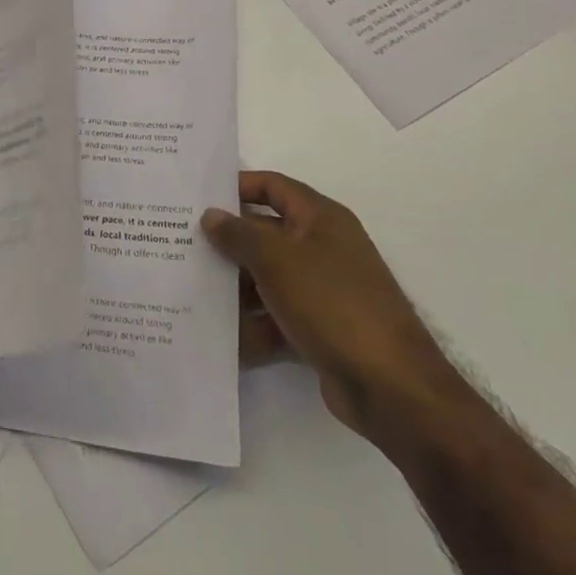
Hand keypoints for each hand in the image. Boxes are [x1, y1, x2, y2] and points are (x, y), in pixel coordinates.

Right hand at [204, 171, 468, 446]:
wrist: (391, 388)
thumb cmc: (332, 303)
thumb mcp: (276, 259)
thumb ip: (238, 234)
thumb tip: (211, 216)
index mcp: (320, 219)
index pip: (273, 186)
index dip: (237, 187)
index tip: (198, 197)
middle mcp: (323, 247)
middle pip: (266, 233)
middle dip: (228, 241)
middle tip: (183, 244)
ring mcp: (323, 290)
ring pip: (268, 277)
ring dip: (235, 285)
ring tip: (191, 289)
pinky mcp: (321, 328)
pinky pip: (277, 315)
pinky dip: (253, 324)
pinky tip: (221, 334)